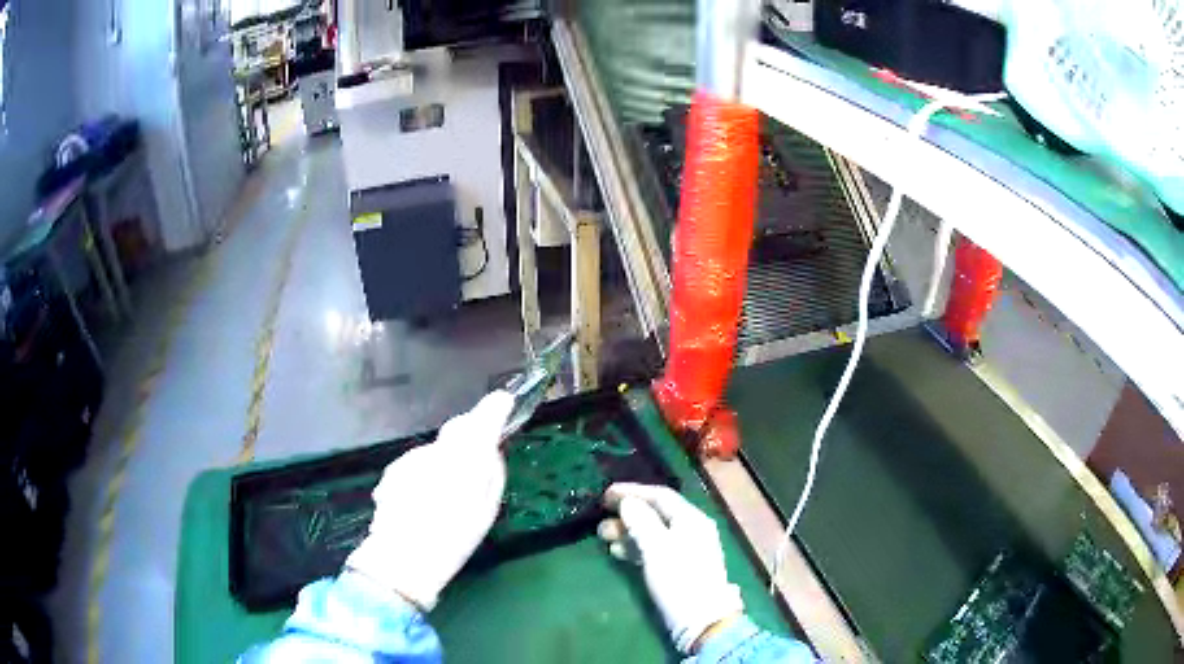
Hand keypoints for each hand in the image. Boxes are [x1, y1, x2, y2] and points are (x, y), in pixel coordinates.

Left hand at [346, 391, 513, 609]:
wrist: (402, 557)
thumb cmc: (453, 539)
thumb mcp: (486, 511)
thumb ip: (492, 474)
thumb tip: (490, 451)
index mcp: (466, 458)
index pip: (483, 420)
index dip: (494, 408)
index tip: (503, 401)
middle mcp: (437, 450)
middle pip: (457, 430)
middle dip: (469, 435)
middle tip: (478, 455)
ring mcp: (411, 459)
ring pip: (436, 450)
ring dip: (444, 460)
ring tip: (446, 494)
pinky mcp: (393, 470)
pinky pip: (418, 464)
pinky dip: (424, 474)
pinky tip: (423, 500)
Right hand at [598, 483, 744, 653]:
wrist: (701, 620)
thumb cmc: (679, 579)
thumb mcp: (657, 548)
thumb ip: (642, 522)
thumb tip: (628, 502)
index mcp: (691, 519)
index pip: (661, 496)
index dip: (633, 491)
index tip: (606, 493)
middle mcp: (691, 530)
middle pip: (656, 514)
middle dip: (628, 514)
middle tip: (601, 517)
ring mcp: (685, 550)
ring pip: (653, 533)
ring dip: (628, 532)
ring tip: (603, 536)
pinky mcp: (678, 569)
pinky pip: (654, 550)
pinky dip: (636, 548)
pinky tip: (617, 553)